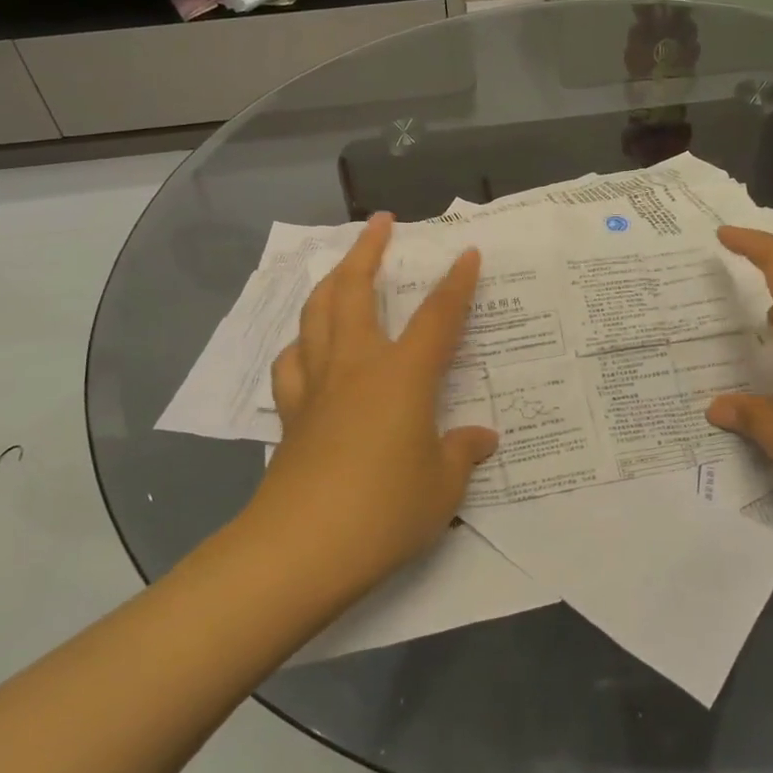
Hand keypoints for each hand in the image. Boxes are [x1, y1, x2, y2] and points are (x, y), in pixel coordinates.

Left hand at [246, 214, 498, 597]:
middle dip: (368, 250)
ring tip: (341, 270)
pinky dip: (302, 342)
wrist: (300, 549)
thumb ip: (462, 453)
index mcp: (402, 376)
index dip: (456, 282)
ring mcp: (317, 387)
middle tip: (379, 223)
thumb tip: (481, 437)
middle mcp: (357, 367)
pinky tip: (308, 346)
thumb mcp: (442, 486)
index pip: (437, 317)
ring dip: (329, 283)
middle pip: (355, 291)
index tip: (467, 252)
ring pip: (316, 315)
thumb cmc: (384, 511)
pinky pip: (292, 362)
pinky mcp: (291, 414)